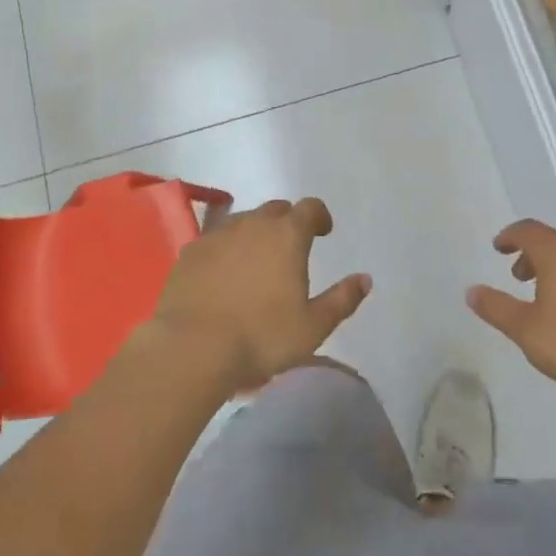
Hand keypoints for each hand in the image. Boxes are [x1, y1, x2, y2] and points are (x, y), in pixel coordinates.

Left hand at [151, 197, 371, 388]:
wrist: (192, 347)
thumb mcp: (313, 326)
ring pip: (243, 221)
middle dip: (288, 222)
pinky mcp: (190, 252)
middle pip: (276, 210)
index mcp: (287, 236)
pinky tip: (224, 274)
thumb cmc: (261, 336)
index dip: (319, 216)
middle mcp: (252, 225)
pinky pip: (215, 239)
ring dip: (256, 232)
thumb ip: (342, 299)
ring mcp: (217, 235)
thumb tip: (364, 279)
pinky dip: (226, 249)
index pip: (310, 208)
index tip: (323, 231)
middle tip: (291, 247)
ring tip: (257, 260)